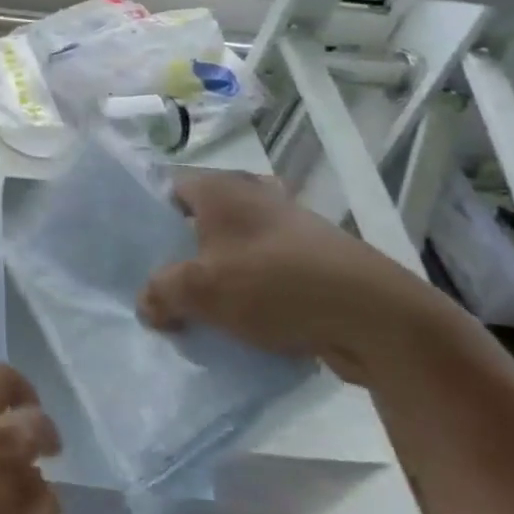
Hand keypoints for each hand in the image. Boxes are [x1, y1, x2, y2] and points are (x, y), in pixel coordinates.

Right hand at [137, 170, 460, 386]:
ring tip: (198, 311)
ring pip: (233, 248)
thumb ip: (161, 293)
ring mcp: (288, 226)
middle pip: (201, 222)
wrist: (375, 317)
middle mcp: (254, 195)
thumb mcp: (200, 291)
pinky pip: (264, 271)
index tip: (137, 254)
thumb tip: (147, 304)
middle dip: (182, 254)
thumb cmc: (274, 285)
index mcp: (222, 188)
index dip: (148, 219)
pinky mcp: (313, 258)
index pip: (169, 190)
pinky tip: (240, 325)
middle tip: (161, 287)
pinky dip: (251, 291)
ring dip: (217, 277)